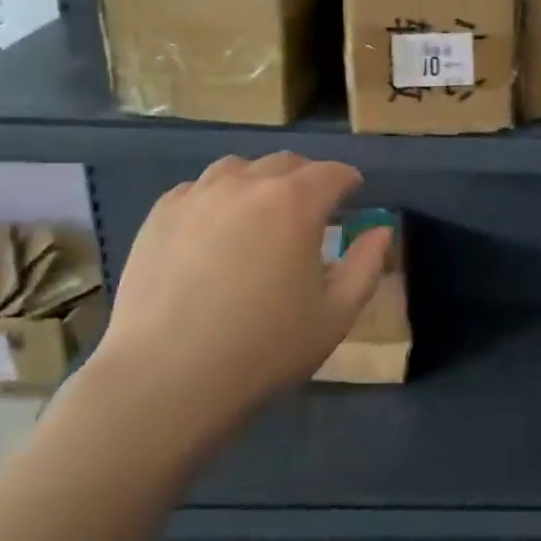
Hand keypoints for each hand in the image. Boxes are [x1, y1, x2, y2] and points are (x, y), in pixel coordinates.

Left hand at [83, 153, 391, 441]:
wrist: (167, 378)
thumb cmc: (264, 348)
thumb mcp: (335, 315)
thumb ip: (365, 265)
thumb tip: (380, 231)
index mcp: (295, 203)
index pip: (332, 173)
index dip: (348, 182)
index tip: (352, 197)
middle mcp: (247, 184)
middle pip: (286, 162)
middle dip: (306, 178)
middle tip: (310, 211)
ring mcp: (198, 195)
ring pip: (238, 168)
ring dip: (260, 182)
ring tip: (259, 216)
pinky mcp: (161, 214)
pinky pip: (198, 189)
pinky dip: (217, 198)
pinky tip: (214, 231)